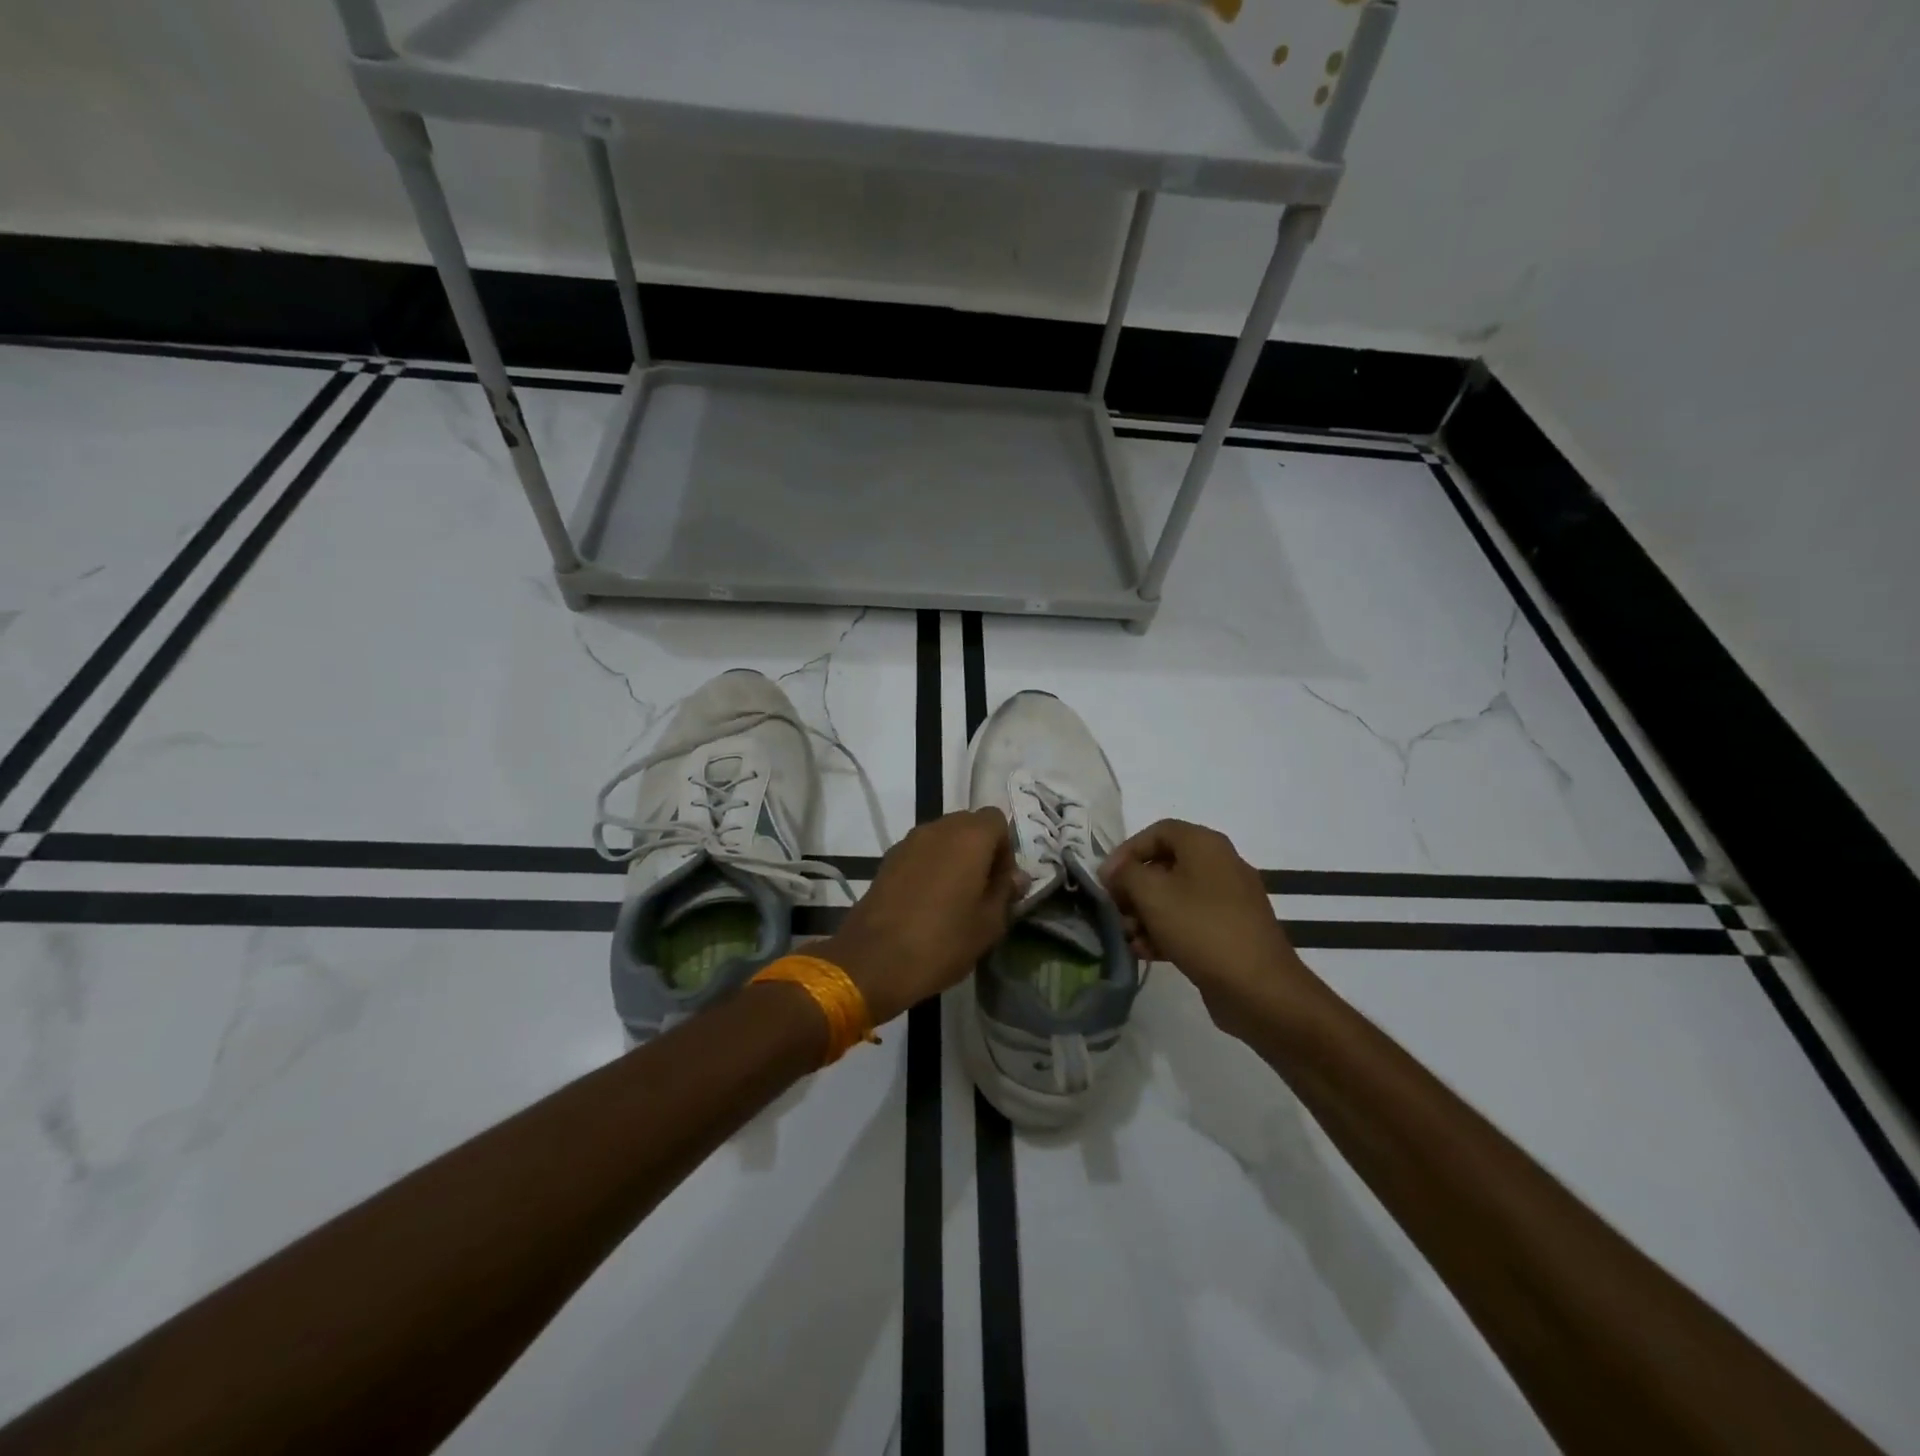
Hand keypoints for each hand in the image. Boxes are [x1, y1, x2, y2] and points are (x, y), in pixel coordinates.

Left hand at [818, 808, 1017, 1026]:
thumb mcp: (989, 924)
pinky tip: (928, 902)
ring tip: (955, 898)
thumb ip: (1006, 893)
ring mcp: (908, 842)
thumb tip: (1016, 877)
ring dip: (954, 858)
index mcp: (969, 837)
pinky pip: (921, 852)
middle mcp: (938, 829)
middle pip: (969, 825)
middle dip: (981, 851)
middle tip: (982, 890)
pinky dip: (931, 866)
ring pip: (943, 838)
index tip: (1002, 883)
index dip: (1005, 849)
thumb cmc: (942, 941)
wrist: (874, 960)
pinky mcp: (888, 859)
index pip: (997, 820)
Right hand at [1100, 819, 1312, 1037]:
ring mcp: (1228, 900)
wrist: (1258, 988)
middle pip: (1165, 866)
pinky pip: (1190, 921)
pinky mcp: (1229, 931)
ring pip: (1175, 897)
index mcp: (1205, 845)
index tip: (1106, 878)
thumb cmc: (1201, 928)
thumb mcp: (1152, 894)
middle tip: (1114, 910)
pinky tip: (1145, 952)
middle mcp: (1220, 865)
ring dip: (1145, 914)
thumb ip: (1126, 874)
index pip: (1157, 832)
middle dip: (1133, 888)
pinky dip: (1165, 931)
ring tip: (1127, 937)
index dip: (1127, 851)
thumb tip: (1116, 870)